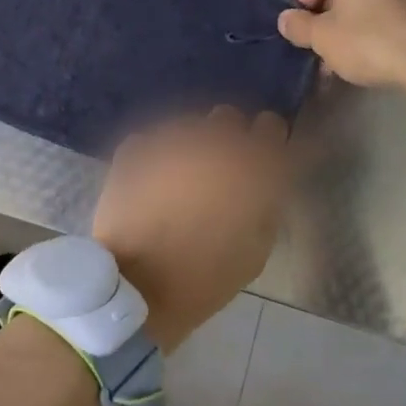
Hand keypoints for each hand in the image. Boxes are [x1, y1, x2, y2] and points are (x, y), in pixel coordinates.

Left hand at [93, 108, 288, 350]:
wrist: (137, 287)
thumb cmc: (206, 278)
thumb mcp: (257, 249)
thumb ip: (265, 203)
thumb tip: (263, 182)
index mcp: (252, 166)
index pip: (271, 126)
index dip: (266, 142)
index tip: (260, 159)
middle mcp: (213, 142)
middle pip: (227, 119)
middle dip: (226, 140)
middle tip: (218, 172)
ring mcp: (170, 140)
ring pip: (188, 127)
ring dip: (189, 147)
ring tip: (179, 180)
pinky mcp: (135, 148)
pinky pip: (152, 142)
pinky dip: (154, 157)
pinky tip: (150, 184)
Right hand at [276, 0, 405, 99]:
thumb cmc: (371, 39)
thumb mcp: (322, 37)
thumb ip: (299, 25)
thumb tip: (288, 20)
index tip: (307, 7)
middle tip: (321, 31)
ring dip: (349, 14)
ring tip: (342, 50)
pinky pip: (390, 2)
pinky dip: (374, 20)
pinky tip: (370, 52)